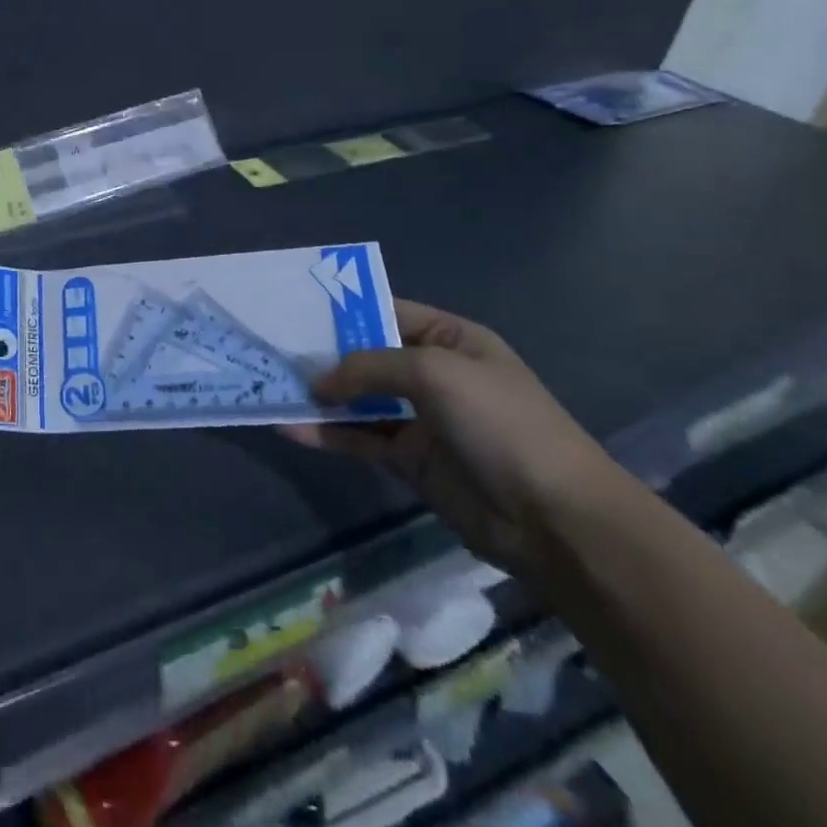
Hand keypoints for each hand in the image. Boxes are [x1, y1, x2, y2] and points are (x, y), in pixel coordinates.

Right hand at [282, 300, 625, 575]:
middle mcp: (432, 373)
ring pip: (357, 399)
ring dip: (319, 396)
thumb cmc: (500, 423)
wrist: (555, 518)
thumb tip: (319, 381)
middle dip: (322, 354)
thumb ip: (369, 366)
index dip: (342, 310)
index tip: (293, 308)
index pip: (385, 311)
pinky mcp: (409, 459)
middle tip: (271, 349)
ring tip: (270, 388)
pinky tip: (291, 429)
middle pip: (366, 356)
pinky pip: (359, 438)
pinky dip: (327, 433)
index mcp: (450, 339)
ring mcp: (420, 418)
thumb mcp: (434, 372)